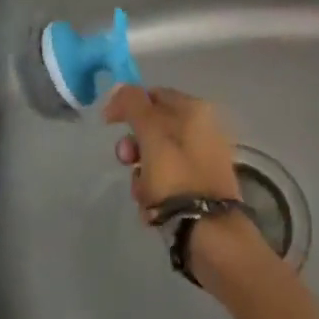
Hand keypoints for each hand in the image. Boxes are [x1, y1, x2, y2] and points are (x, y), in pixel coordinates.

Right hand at [103, 85, 241, 221]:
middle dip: (133, 147)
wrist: (209, 232)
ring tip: (143, 194)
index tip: (108, 124)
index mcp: (195, 110)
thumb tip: (120, 86)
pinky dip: (155, 193)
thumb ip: (133, 105)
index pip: (153, 95)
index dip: (127, 106)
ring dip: (141, 175)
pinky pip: (167, 181)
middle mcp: (203, 129)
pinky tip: (154, 209)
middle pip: (153, 129)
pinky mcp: (200, 187)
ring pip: (156, 158)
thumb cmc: (177, 177)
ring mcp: (202, 160)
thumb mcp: (151, 133)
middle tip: (127, 161)